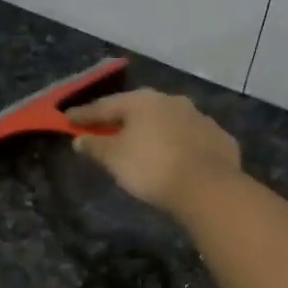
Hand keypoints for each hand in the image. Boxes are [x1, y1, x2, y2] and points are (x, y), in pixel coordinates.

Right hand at [67, 89, 241, 214]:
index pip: (105, 106)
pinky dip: (179, 144)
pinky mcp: (219, 138)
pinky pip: (190, 138)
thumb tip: (80, 139)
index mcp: (142, 101)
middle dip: (122, 119)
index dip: (85, 115)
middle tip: (107, 128)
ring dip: (153, 130)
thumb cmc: (151, 168)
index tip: (68, 119)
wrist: (207, 187)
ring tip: (143, 143)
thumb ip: (95, 147)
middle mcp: (172, 101)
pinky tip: (176, 156)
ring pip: (168, 121)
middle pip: (139, 109)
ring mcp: (199, 117)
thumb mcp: (115, 159)